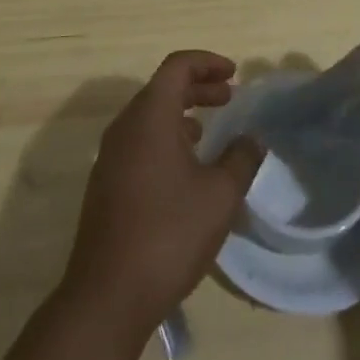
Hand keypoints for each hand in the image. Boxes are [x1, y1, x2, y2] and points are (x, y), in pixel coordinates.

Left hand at [62, 51, 263, 331]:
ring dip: (181, 114)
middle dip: (198, 87)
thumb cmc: (168, 234)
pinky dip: (165, 138)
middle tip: (229, 98)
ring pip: (149, 116)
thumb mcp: (219, 196)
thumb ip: (240, 159)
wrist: (107, 296)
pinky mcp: (106, 183)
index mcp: (150, 115)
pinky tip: (186, 169)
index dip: (207, 63)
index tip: (234, 73)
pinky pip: (139, 141)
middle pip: (162, 88)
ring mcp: (111, 155)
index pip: (177, 66)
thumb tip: (252, 139)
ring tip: (210, 131)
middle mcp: (125, 126)